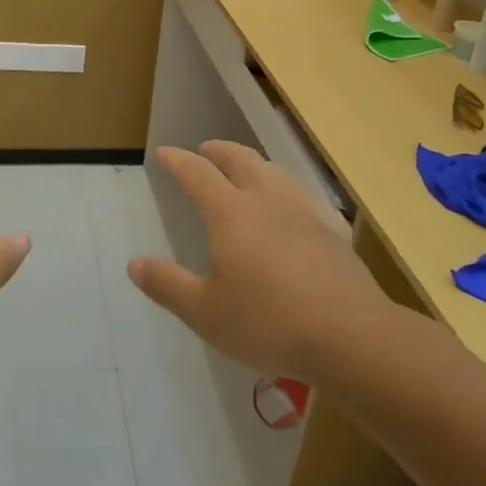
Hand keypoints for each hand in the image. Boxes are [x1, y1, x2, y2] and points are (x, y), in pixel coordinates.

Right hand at [130, 141, 390, 381]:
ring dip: (255, 163)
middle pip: (241, 160)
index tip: (165, 153)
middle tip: (206, 149)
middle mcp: (267, 200)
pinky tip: (295, 206)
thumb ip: (167, 285)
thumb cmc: (268, 322)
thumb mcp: (205, 312)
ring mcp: (305, 213)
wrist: (350, 336)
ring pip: (276, 172)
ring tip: (248, 169)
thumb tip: (135, 264)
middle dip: (219, 151)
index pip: (198, 174)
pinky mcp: (334, 232)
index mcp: (231, 213)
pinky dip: (289, 190)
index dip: (179, 161)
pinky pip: (306, 196)